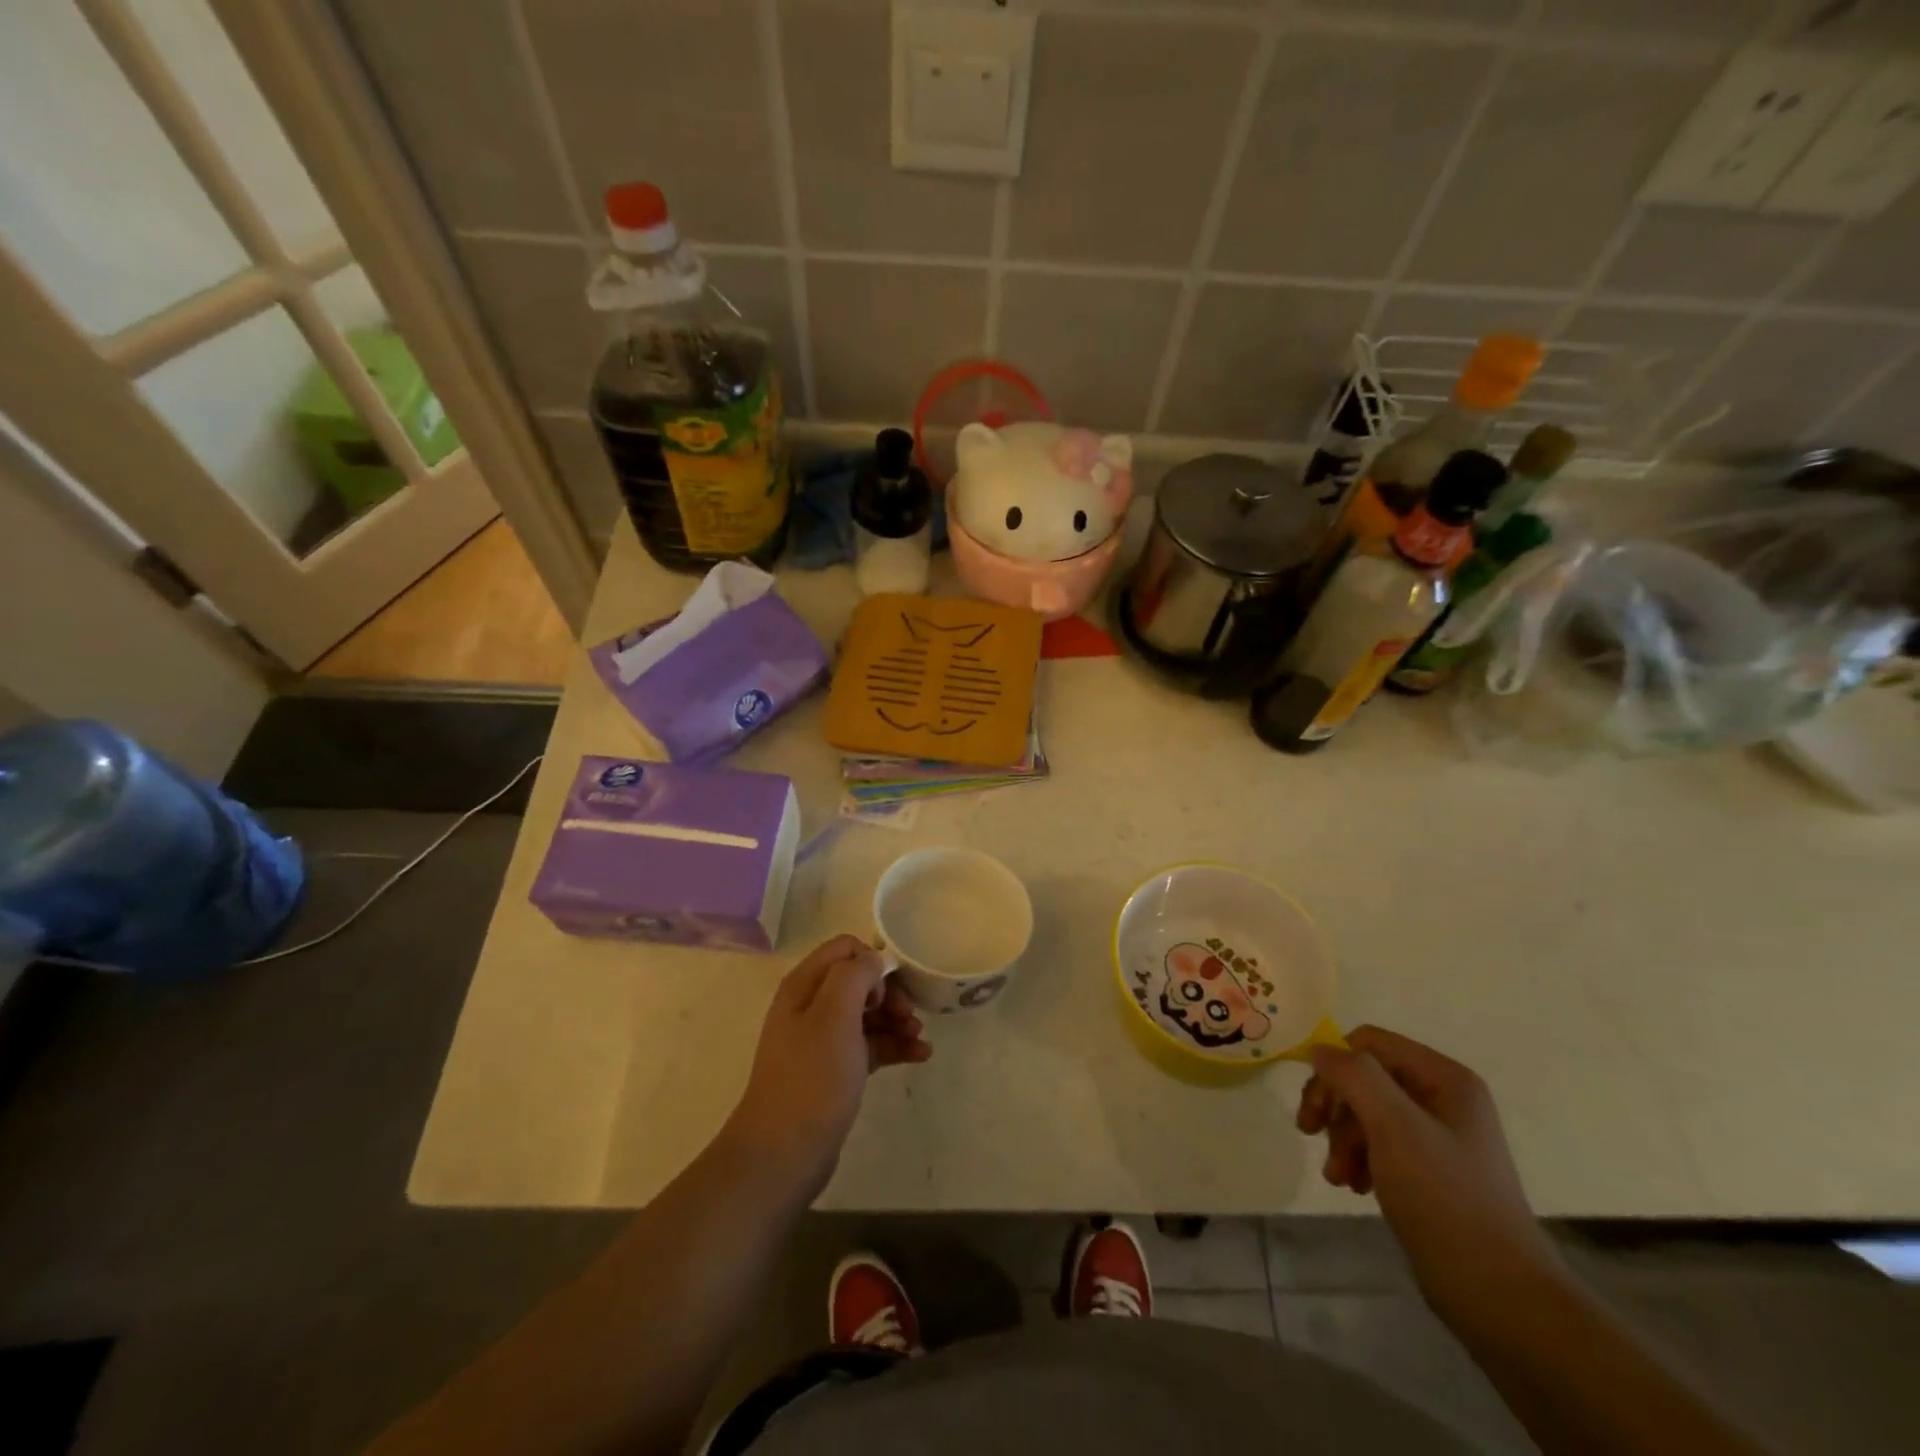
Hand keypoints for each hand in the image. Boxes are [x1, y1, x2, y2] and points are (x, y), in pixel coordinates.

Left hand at [724, 935, 930, 1195]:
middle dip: (890, 994)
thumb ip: (855, 975)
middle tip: (910, 1017)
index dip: (872, 962)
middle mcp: (811, 1006)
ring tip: (919, 1041)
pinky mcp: (836, 1070)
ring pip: (868, 1014)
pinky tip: (920, 1056)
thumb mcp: (834, 1014)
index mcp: (804, 986)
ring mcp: (823, 1040)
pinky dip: (894, 1046)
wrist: (785, 1153)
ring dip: (897, 1020)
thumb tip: (873, 962)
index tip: (886, 992)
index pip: (845, 948)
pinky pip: (870, 1045)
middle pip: (860, 981)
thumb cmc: (812, 1077)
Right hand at [1297, 1026, 1563, 1321]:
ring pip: (1366, 1111)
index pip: (1369, 1043)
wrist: (1499, 1296)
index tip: (1314, 1106)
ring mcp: (1437, 1135)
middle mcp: (1443, 1098)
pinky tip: (1354, 1185)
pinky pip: (1379, 1144)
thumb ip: (1354, 1076)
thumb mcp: (1394, 1127)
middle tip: (1310, 1133)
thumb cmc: (1445, 1199)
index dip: (1334, 1065)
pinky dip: (1358, 1158)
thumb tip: (1319, 1049)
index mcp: (1444, 1078)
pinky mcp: (1430, 1170)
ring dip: (1342, 1138)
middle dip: (1335, 1107)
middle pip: (1364, 1077)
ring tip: (1337, 1176)